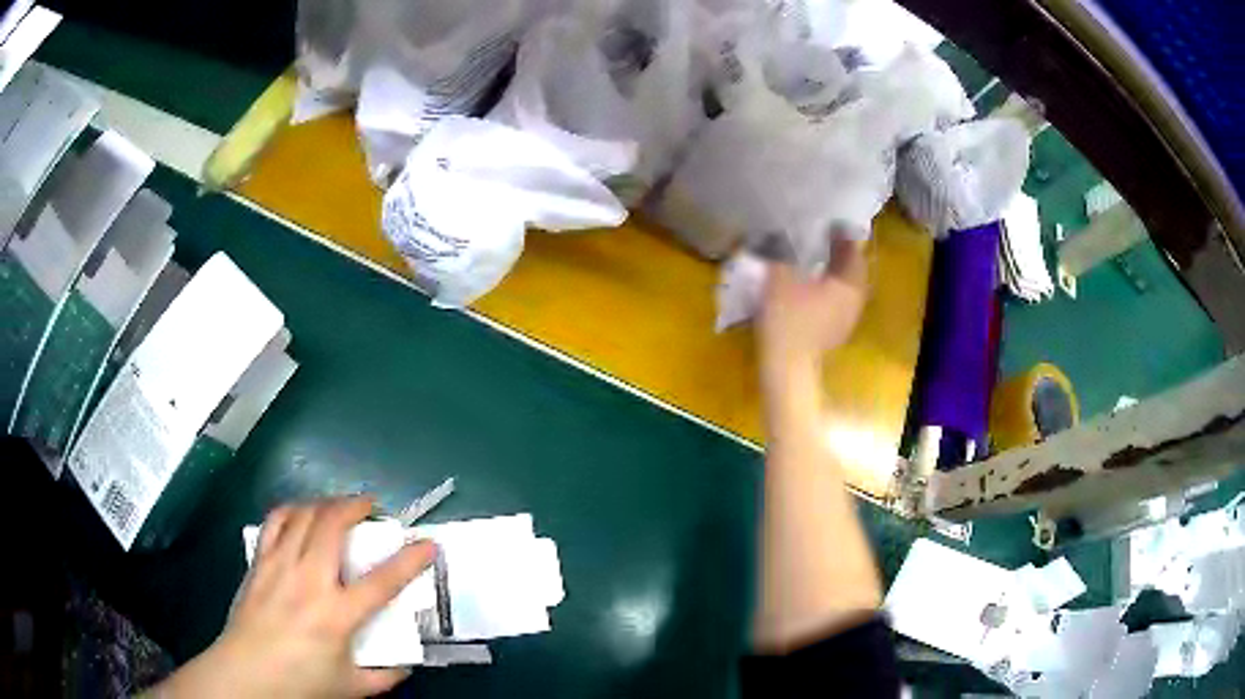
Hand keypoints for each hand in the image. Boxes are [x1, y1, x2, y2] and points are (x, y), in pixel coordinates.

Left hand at [150, 497, 435, 697]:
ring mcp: (279, 566)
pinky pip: (275, 522)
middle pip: (332, 525)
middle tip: (371, 507)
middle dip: (356, 506)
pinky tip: (300, 514)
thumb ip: (385, 677)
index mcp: (337, 615)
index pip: (382, 581)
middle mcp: (308, 581)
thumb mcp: (352, 688)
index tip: (428, 543)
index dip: (411, 559)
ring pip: (303, 515)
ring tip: (338, 507)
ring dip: (325, 503)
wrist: (246, 675)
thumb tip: (405, 664)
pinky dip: (292, 510)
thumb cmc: (300, 684)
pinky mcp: (259, 563)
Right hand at [757, 236, 867, 384]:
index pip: (852, 250)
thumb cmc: (787, 319)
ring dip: (831, 273)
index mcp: (849, 282)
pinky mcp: (834, 334)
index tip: (826, 223)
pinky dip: (826, 291)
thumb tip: (781, 233)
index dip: (840, 234)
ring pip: (844, 287)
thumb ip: (781, 251)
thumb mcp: (779, 276)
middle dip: (837, 254)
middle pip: (851, 269)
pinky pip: (836, 303)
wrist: (787, 368)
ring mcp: (847, 319)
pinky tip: (807, 289)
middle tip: (819, 240)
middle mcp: (855, 299)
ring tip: (811, 262)